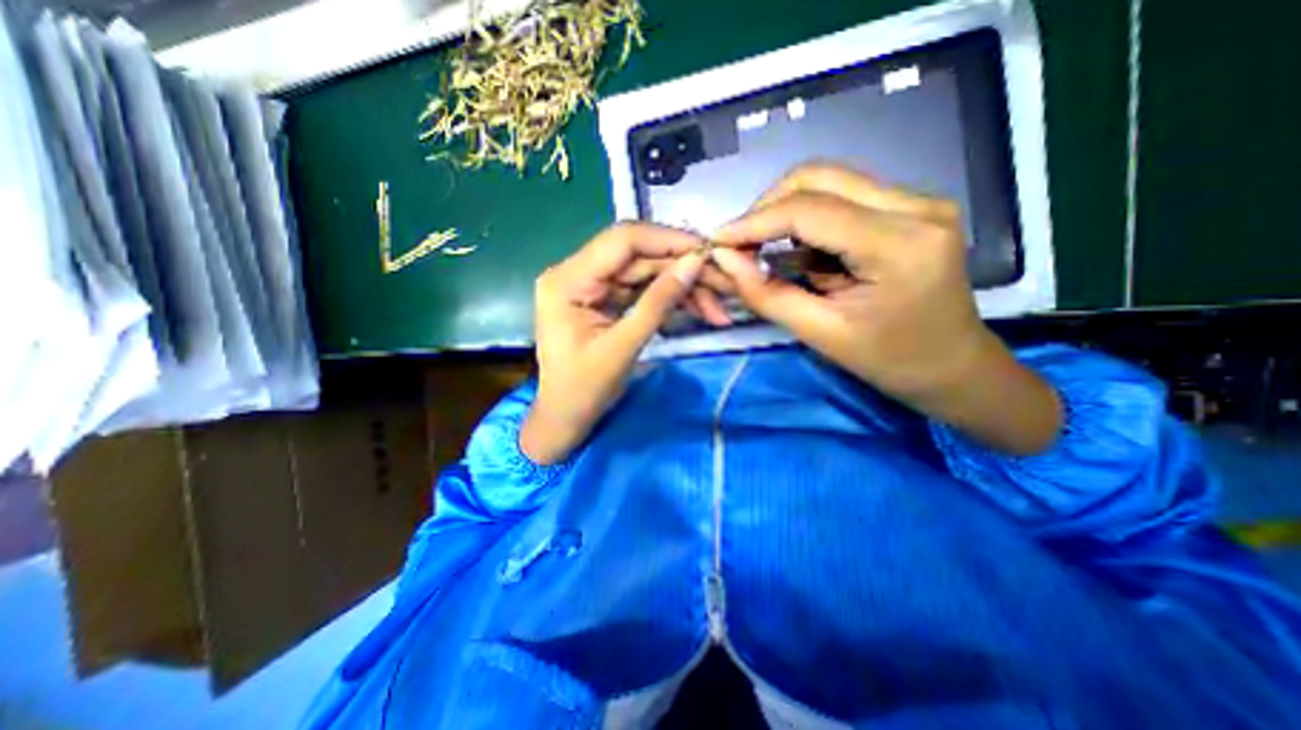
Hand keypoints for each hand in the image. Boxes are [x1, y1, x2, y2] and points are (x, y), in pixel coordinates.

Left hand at [522, 222, 709, 464]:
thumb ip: (658, 302)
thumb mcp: (623, 347)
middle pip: (637, 256)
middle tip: (721, 284)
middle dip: (681, 269)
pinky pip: (641, 289)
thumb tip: (694, 263)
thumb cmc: (584, 390)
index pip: (622, 241)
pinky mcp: (604, 298)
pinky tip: (697, 307)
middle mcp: (575, 272)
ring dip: (680, 286)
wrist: (565, 417)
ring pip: (645, 272)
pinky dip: (669, 298)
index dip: (668, 240)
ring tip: (716, 307)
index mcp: (567, 280)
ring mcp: (590, 285)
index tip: (707, 251)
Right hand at [706, 167, 1061, 455]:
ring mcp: (918, 202)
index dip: (754, 222)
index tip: (718, 241)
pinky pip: (844, 198)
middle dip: (768, 208)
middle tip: (741, 245)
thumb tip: (724, 260)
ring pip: (830, 182)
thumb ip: (766, 295)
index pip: (809, 210)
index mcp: (899, 245)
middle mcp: (916, 206)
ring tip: (767, 251)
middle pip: (819, 178)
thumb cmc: (890, 361)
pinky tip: (802, 253)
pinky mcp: (911, 208)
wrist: (953, 367)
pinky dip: (809, 221)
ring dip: (786, 213)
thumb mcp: (821, 334)